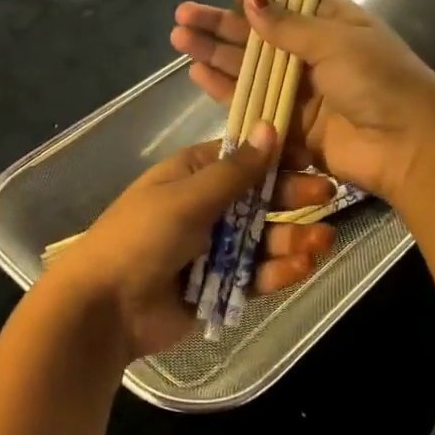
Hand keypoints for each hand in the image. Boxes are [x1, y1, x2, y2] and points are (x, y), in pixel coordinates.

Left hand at [41, 121, 336, 361]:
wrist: (106, 307)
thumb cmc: (142, 237)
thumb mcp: (188, 198)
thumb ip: (235, 171)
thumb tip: (270, 127)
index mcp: (192, 175)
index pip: (242, 158)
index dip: (277, 157)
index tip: (312, 157)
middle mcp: (206, 208)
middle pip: (259, 199)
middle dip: (292, 199)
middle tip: (328, 198)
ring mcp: (214, 248)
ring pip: (263, 239)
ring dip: (292, 238)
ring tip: (322, 242)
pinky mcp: (220, 286)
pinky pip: (255, 274)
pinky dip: (278, 271)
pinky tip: (302, 267)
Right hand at [170, 0, 434, 201]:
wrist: (408, 146)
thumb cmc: (379, 81)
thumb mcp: (336, 42)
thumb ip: (288, 26)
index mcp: (335, 24)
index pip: (290, 3)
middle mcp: (315, 55)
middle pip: (261, 37)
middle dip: (222, 26)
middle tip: (183, 17)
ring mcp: (301, 92)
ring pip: (251, 70)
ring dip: (216, 56)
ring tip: (180, 41)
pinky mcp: (291, 126)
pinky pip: (254, 103)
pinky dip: (227, 91)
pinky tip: (198, 75)